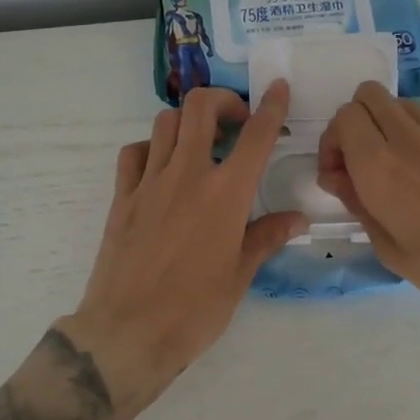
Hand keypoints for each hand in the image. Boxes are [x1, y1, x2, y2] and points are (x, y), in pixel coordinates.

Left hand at [58, 84, 306, 418]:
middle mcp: (187, 175)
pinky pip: (134, 153)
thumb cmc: (195, 309)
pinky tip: (161, 167)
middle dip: (222, 100)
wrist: (129, 331)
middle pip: (200, 108)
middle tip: (235, 120)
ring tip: (200, 143)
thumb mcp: (240, 275)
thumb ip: (266, 237)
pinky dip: (151, 148)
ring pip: (165, 122)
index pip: (255, 136)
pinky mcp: (122, 197)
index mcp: (226, 194)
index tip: (278, 88)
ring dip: (187, 121)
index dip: (271, 106)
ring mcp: (149, 182)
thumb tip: (297, 219)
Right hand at [316, 82, 419, 327]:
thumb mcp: (392, 251)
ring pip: (403, 105)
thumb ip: (359, 206)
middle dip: (355, 122)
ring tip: (399, 169)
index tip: (340, 176)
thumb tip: (342, 179)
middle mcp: (411, 138)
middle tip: (361, 163)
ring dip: (388, 127)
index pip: (344, 117)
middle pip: (369, 95)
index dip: (333, 142)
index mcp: (381, 165)